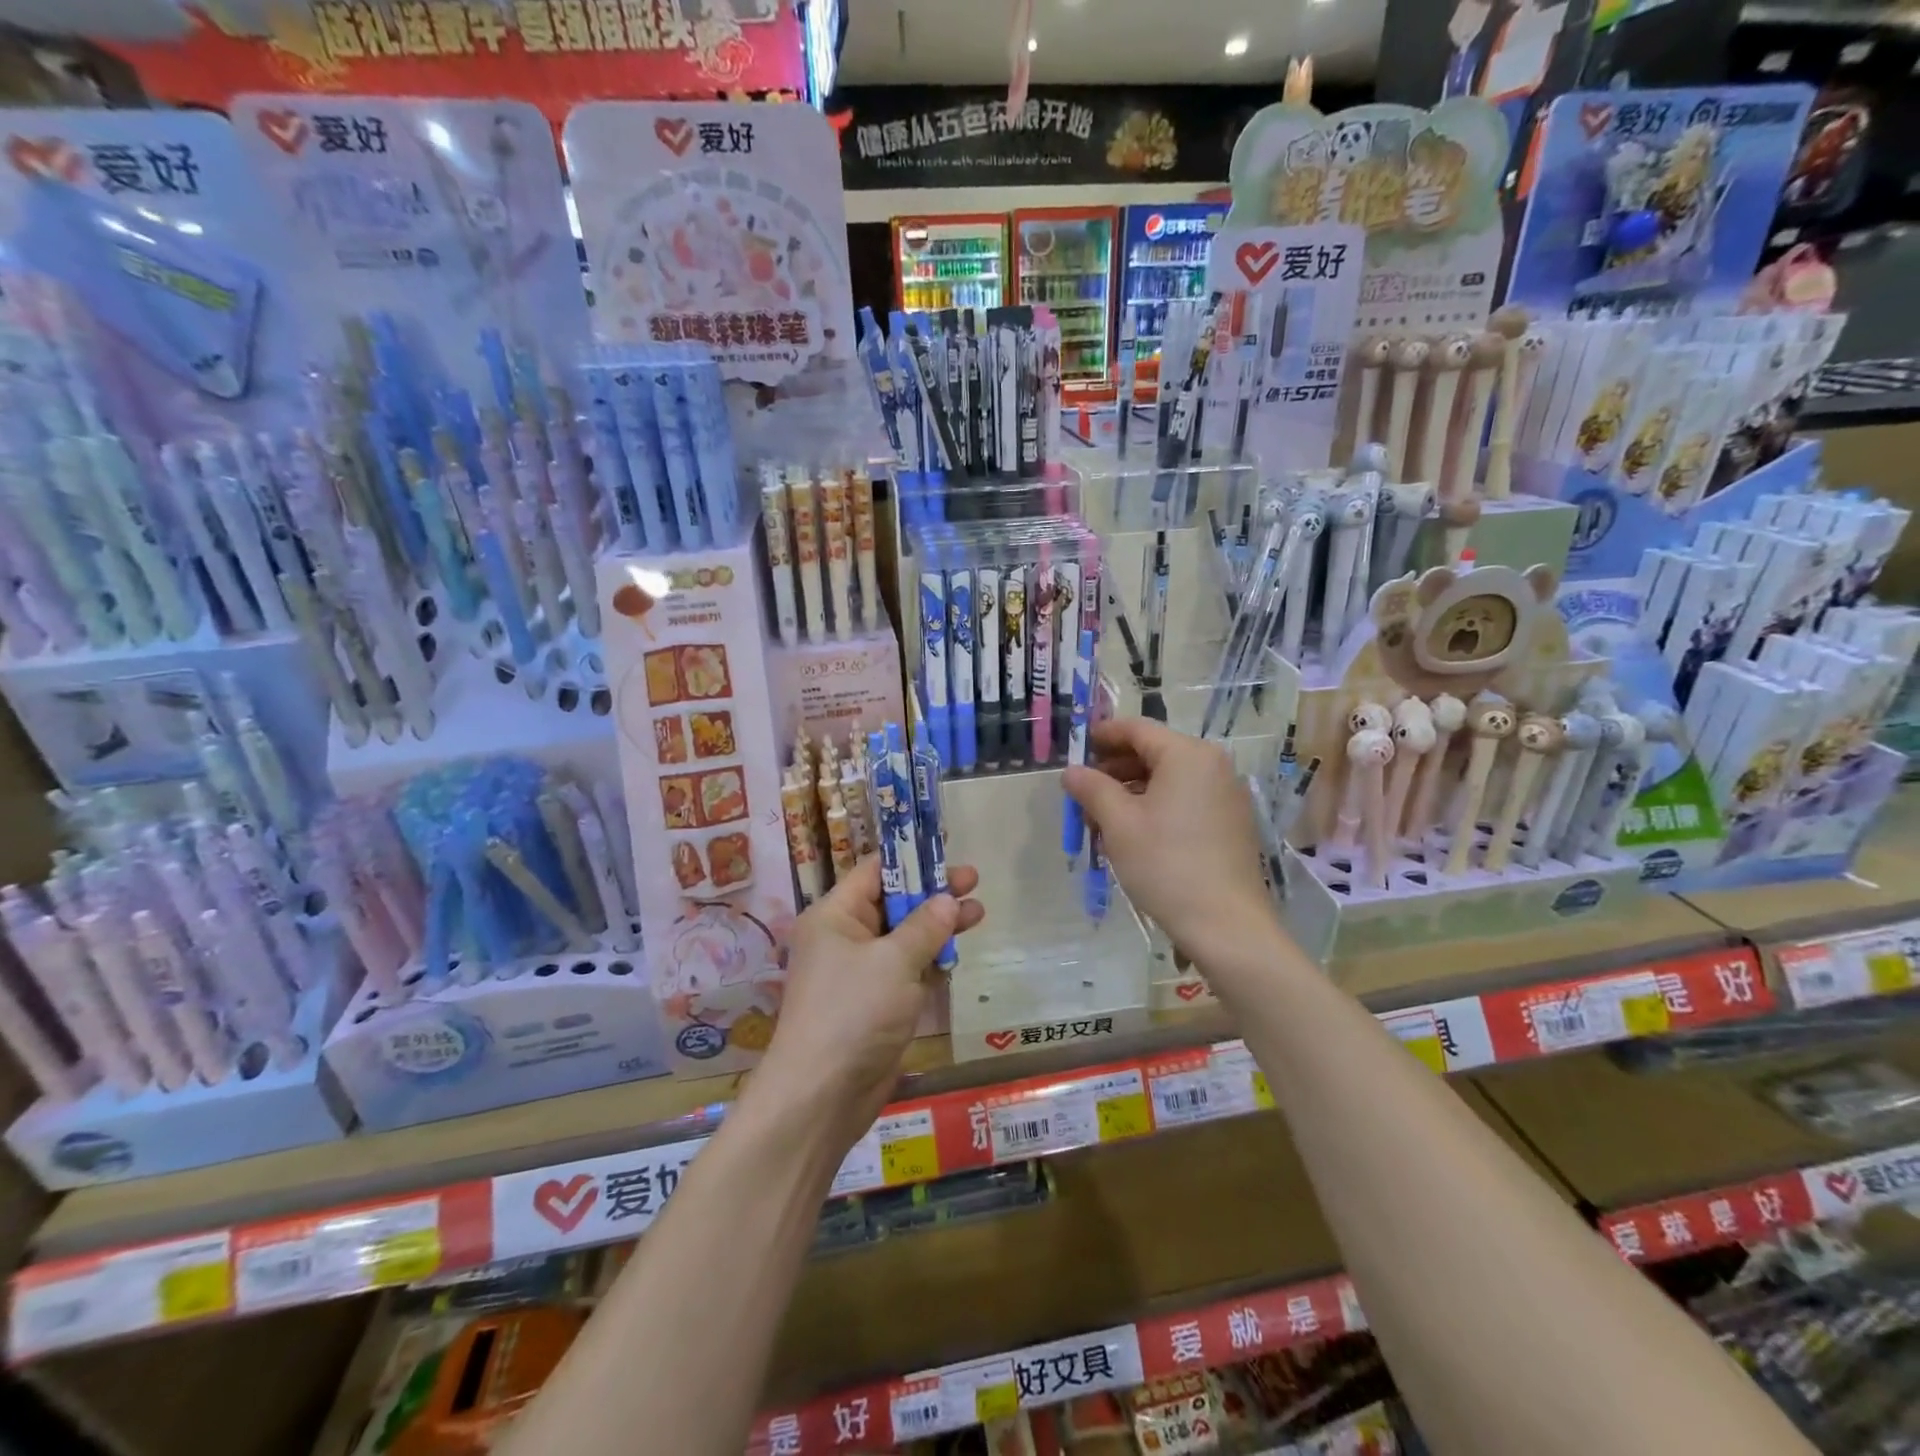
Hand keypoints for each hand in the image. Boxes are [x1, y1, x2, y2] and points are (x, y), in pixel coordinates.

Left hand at [757, 857, 984, 1141]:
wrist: (822, 1095)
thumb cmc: (853, 1012)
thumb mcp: (894, 961)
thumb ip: (925, 926)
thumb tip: (948, 899)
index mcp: (835, 916)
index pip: (875, 872)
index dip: (911, 858)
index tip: (946, 849)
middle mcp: (844, 938)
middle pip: (893, 902)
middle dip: (932, 893)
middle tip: (973, 881)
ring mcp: (860, 972)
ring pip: (904, 937)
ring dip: (938, 926)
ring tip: (978, 913)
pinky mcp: (876, 1003)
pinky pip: (906, 969)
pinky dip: (930, 960)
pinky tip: (957, 952)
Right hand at [1063, 718, 1269, 957]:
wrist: (1226, 924)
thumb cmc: (1166, 864)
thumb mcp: (1119, 823)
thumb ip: (1092, 788)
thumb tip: (1071, 771)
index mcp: (1188, 755)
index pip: (1138, 729)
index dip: (1103, 735)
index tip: (1076, 747)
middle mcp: (1213, 765)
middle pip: (1154, 753)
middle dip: (1114, 769)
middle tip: (1083, 792)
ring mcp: (1226, 795)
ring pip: (1168, 780)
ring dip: (1131, 792)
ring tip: (1101, 820)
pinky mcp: (1230, 823)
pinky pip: (1185, 800)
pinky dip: (1155, 807)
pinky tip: (1132, 835)